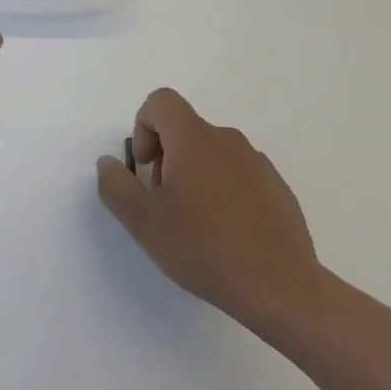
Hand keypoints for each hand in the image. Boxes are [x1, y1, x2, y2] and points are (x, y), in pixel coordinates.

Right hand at [96, 88, 324, 338]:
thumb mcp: (142, 222)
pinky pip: (239, 175)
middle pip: (185, 129)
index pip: (161, 101)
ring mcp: (257, 163)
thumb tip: (109, 163)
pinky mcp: (278, 189)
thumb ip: (116, 185)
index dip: (143, 126)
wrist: (281, 288)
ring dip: (195, 175)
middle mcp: (227, 140)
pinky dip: (224, 192)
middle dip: (166, 157)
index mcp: (193, 139)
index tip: (145, 168)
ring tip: (196, 224)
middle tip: (164, 203)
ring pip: (213, 153)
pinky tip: (227, 234)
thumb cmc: (204, 248)